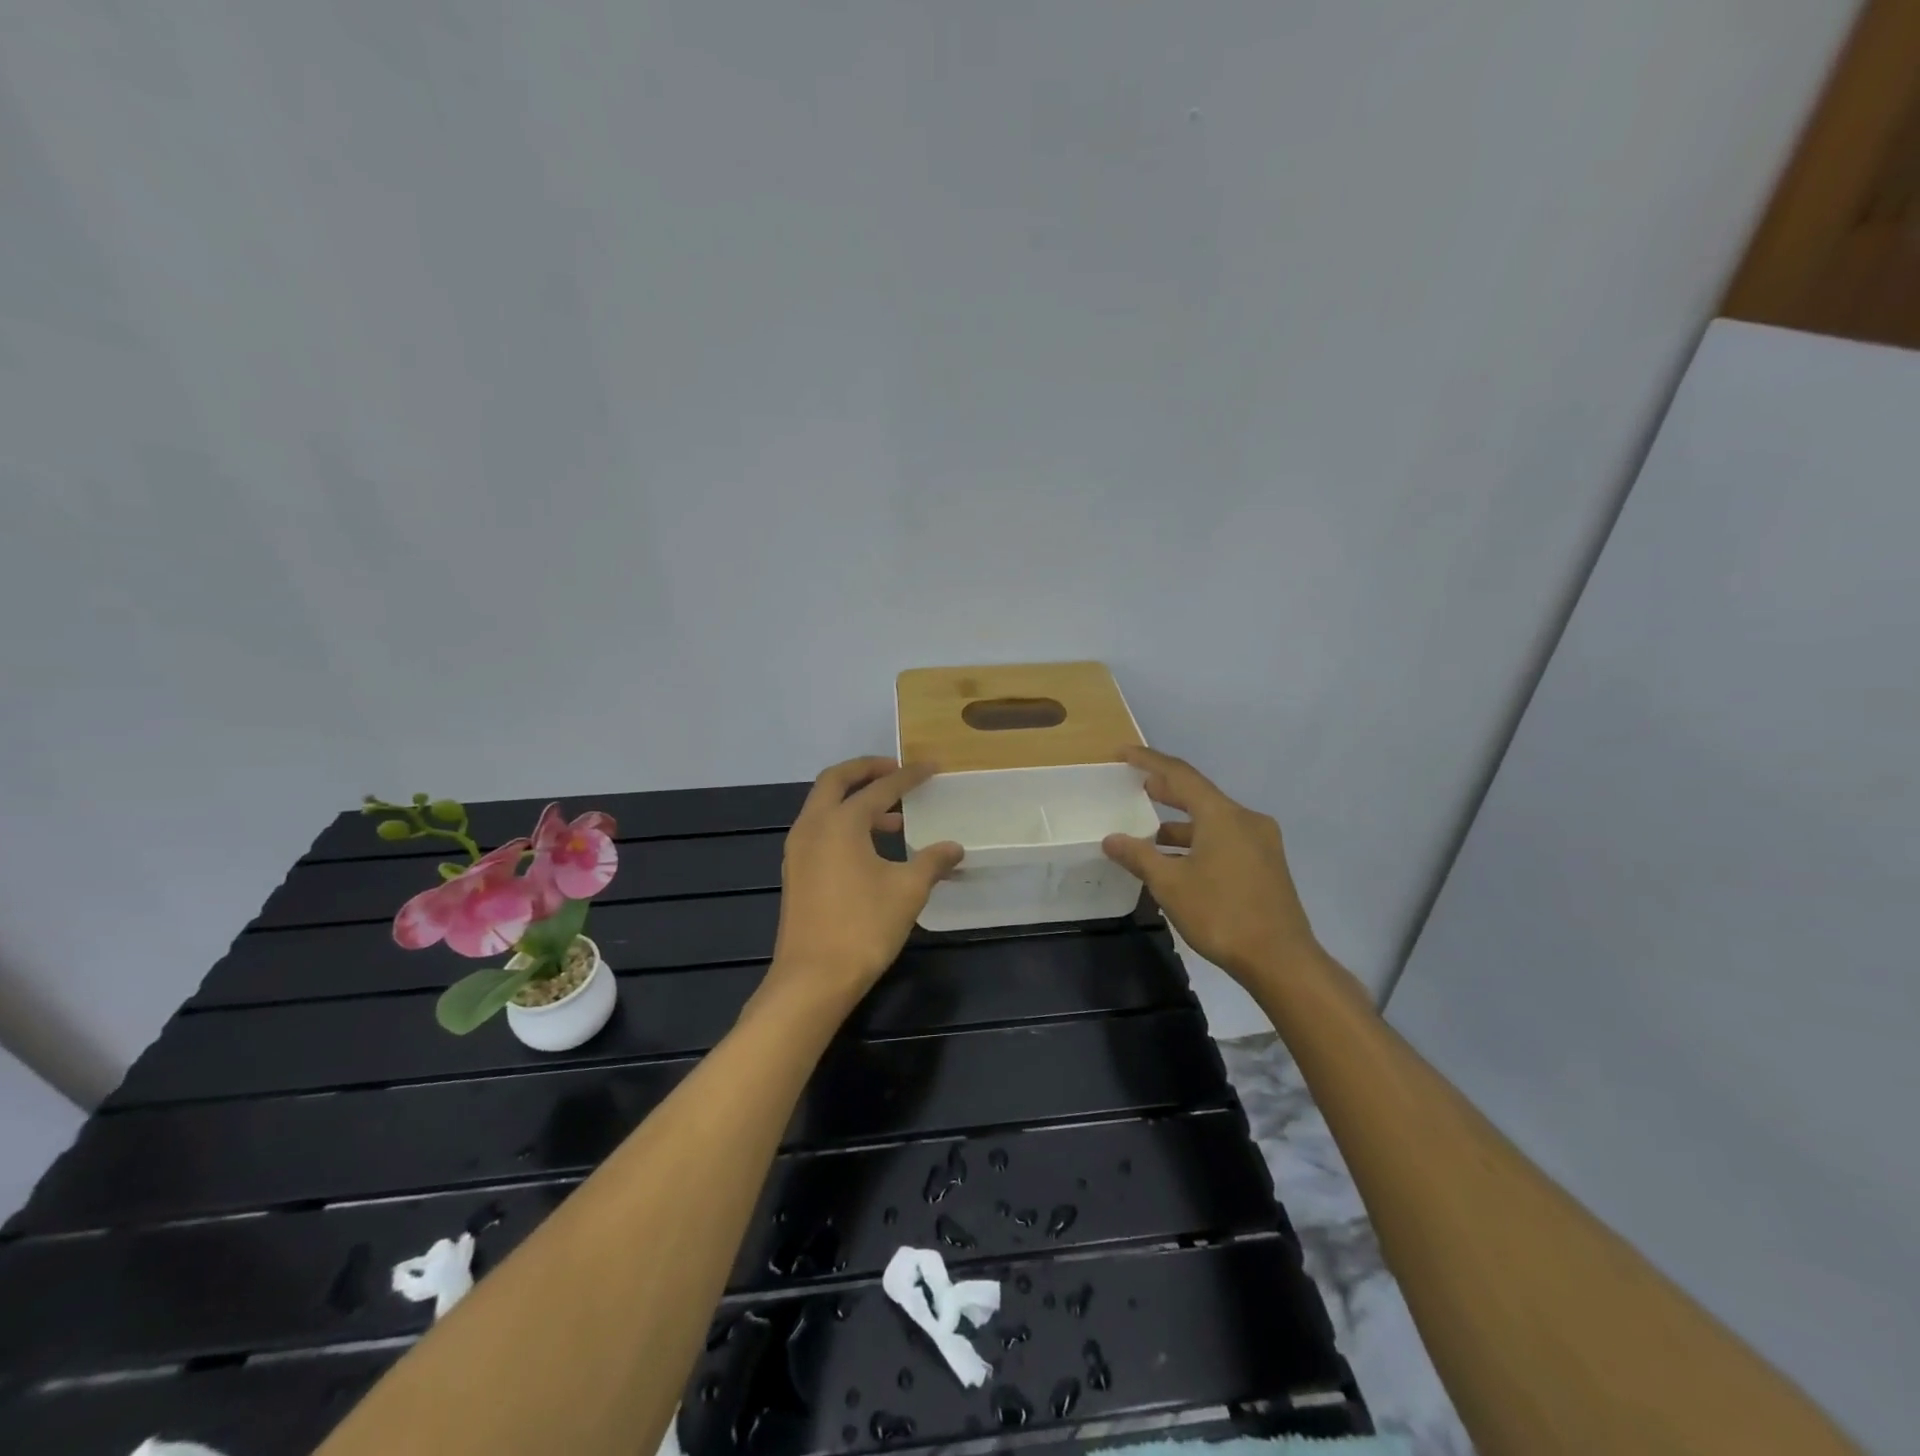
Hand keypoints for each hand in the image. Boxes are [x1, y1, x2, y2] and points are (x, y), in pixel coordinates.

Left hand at [765, 757, 963, 1011]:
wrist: (813, 979)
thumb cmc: (863, 927)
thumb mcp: (907, 891)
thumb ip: (932, 862)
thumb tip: (954, 847)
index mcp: (840, 822)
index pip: (880, 788)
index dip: (908, 776)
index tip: (931, 767)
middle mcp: (813, 826)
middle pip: (835, 780)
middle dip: (866, 770)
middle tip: (896, 771)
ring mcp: (799, 849)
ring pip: (824, 806)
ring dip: (855, 800)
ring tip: (894, 818)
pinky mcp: (796, 871)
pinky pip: (820, 830)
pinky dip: (844, 824)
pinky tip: (871, 849)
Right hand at [1101, 746, 1321, 985]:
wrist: (1281, 960)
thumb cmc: (1221, 914)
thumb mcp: (1170, 884)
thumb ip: (1139, 856)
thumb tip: (1111, 839)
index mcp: (1223, 815)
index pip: (1181, 774)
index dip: (1149, 761)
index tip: (1123, 754)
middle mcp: (1246, 820)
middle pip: (1199, 795)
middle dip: (1166, 790)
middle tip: (1136, 787)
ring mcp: (1261, 843)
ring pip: (1213, 821)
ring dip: (1181, 824)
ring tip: (1150, 832)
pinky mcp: (1266, 866)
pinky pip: (1225, 840)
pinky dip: (1198, 842)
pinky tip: (1178, 862)